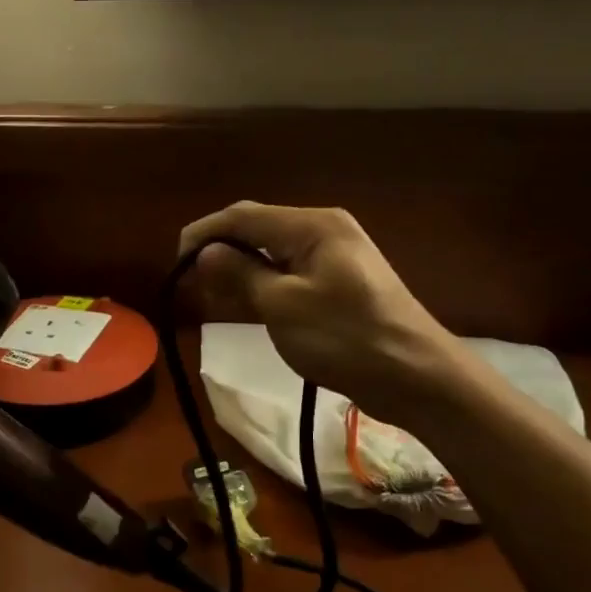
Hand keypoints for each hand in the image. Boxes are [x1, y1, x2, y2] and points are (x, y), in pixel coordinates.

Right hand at [179, 202, 457, 411]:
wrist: (415, 376)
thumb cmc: (345, 338)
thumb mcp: (282, 306)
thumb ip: (241, 274)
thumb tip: (206, 252)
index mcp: (312, 226)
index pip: (243, 216)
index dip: (203, 234)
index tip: (174, 264)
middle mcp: (323, 230)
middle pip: (258, 229)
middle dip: (220, 252)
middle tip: (192, 285)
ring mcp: (334, 257)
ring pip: (272, 253)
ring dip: (240, 270)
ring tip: (212, 296)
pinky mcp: (339, 283)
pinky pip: (289, 273)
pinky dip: (263, 284)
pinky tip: (246, 304)